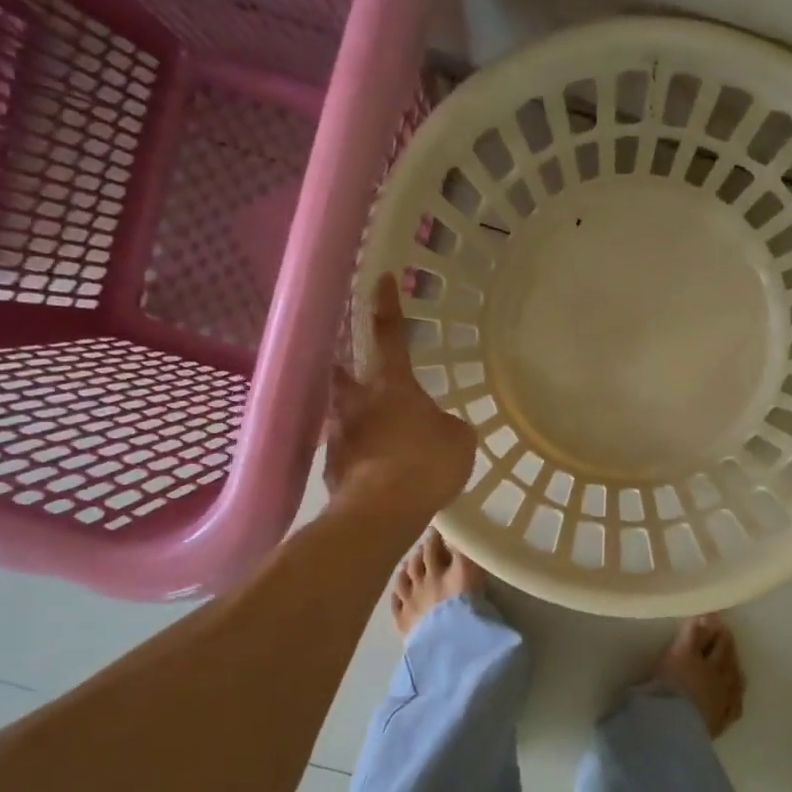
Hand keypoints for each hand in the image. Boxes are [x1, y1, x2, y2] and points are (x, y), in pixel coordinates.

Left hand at [323, 275, 474, 519]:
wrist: (380, 512)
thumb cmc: (425, 463)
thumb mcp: (459, 440)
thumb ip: (448, 426)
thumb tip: (439, 427)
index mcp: (391, 385)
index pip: (389, 335)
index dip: (387, 306)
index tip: (380, 278)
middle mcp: (357, 403)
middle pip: (343, 374)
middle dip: (346, 367)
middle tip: (350, 367)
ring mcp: (339, 437)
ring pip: (341, 416)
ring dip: (353, 418)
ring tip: (373, 434)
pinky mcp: (332, 471)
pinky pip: (347, 454)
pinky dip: (358, 457)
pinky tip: (374, 472)